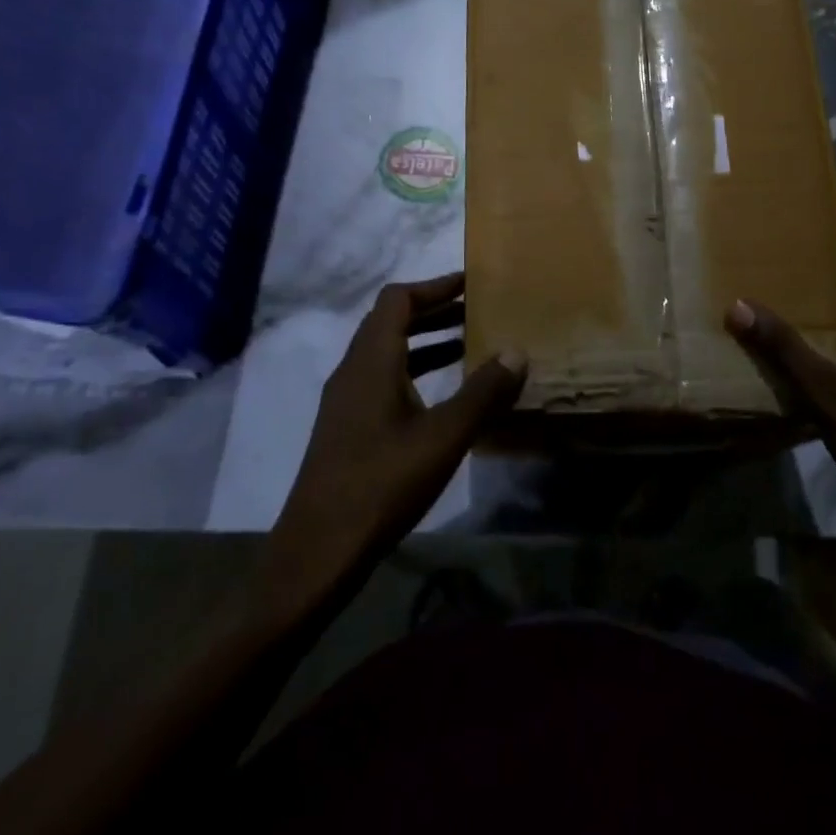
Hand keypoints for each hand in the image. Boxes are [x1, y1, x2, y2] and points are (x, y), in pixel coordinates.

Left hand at [272, 274, 526, 585]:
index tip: (472, 284)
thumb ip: (483, 393)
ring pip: (389, 352)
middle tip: (479, 311)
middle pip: (392, 321)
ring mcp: (347, 401)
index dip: (435, 286)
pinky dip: (416, 371)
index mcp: (371, 361)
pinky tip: (444, 396)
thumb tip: (517, 352)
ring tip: (470, 345)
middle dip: (436, 311)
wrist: (318, 551)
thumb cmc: (381, 484)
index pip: (398, 299)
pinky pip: (385, 379)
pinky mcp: (348, 427)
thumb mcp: (443, 437)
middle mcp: (353, 370)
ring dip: (427, 341)